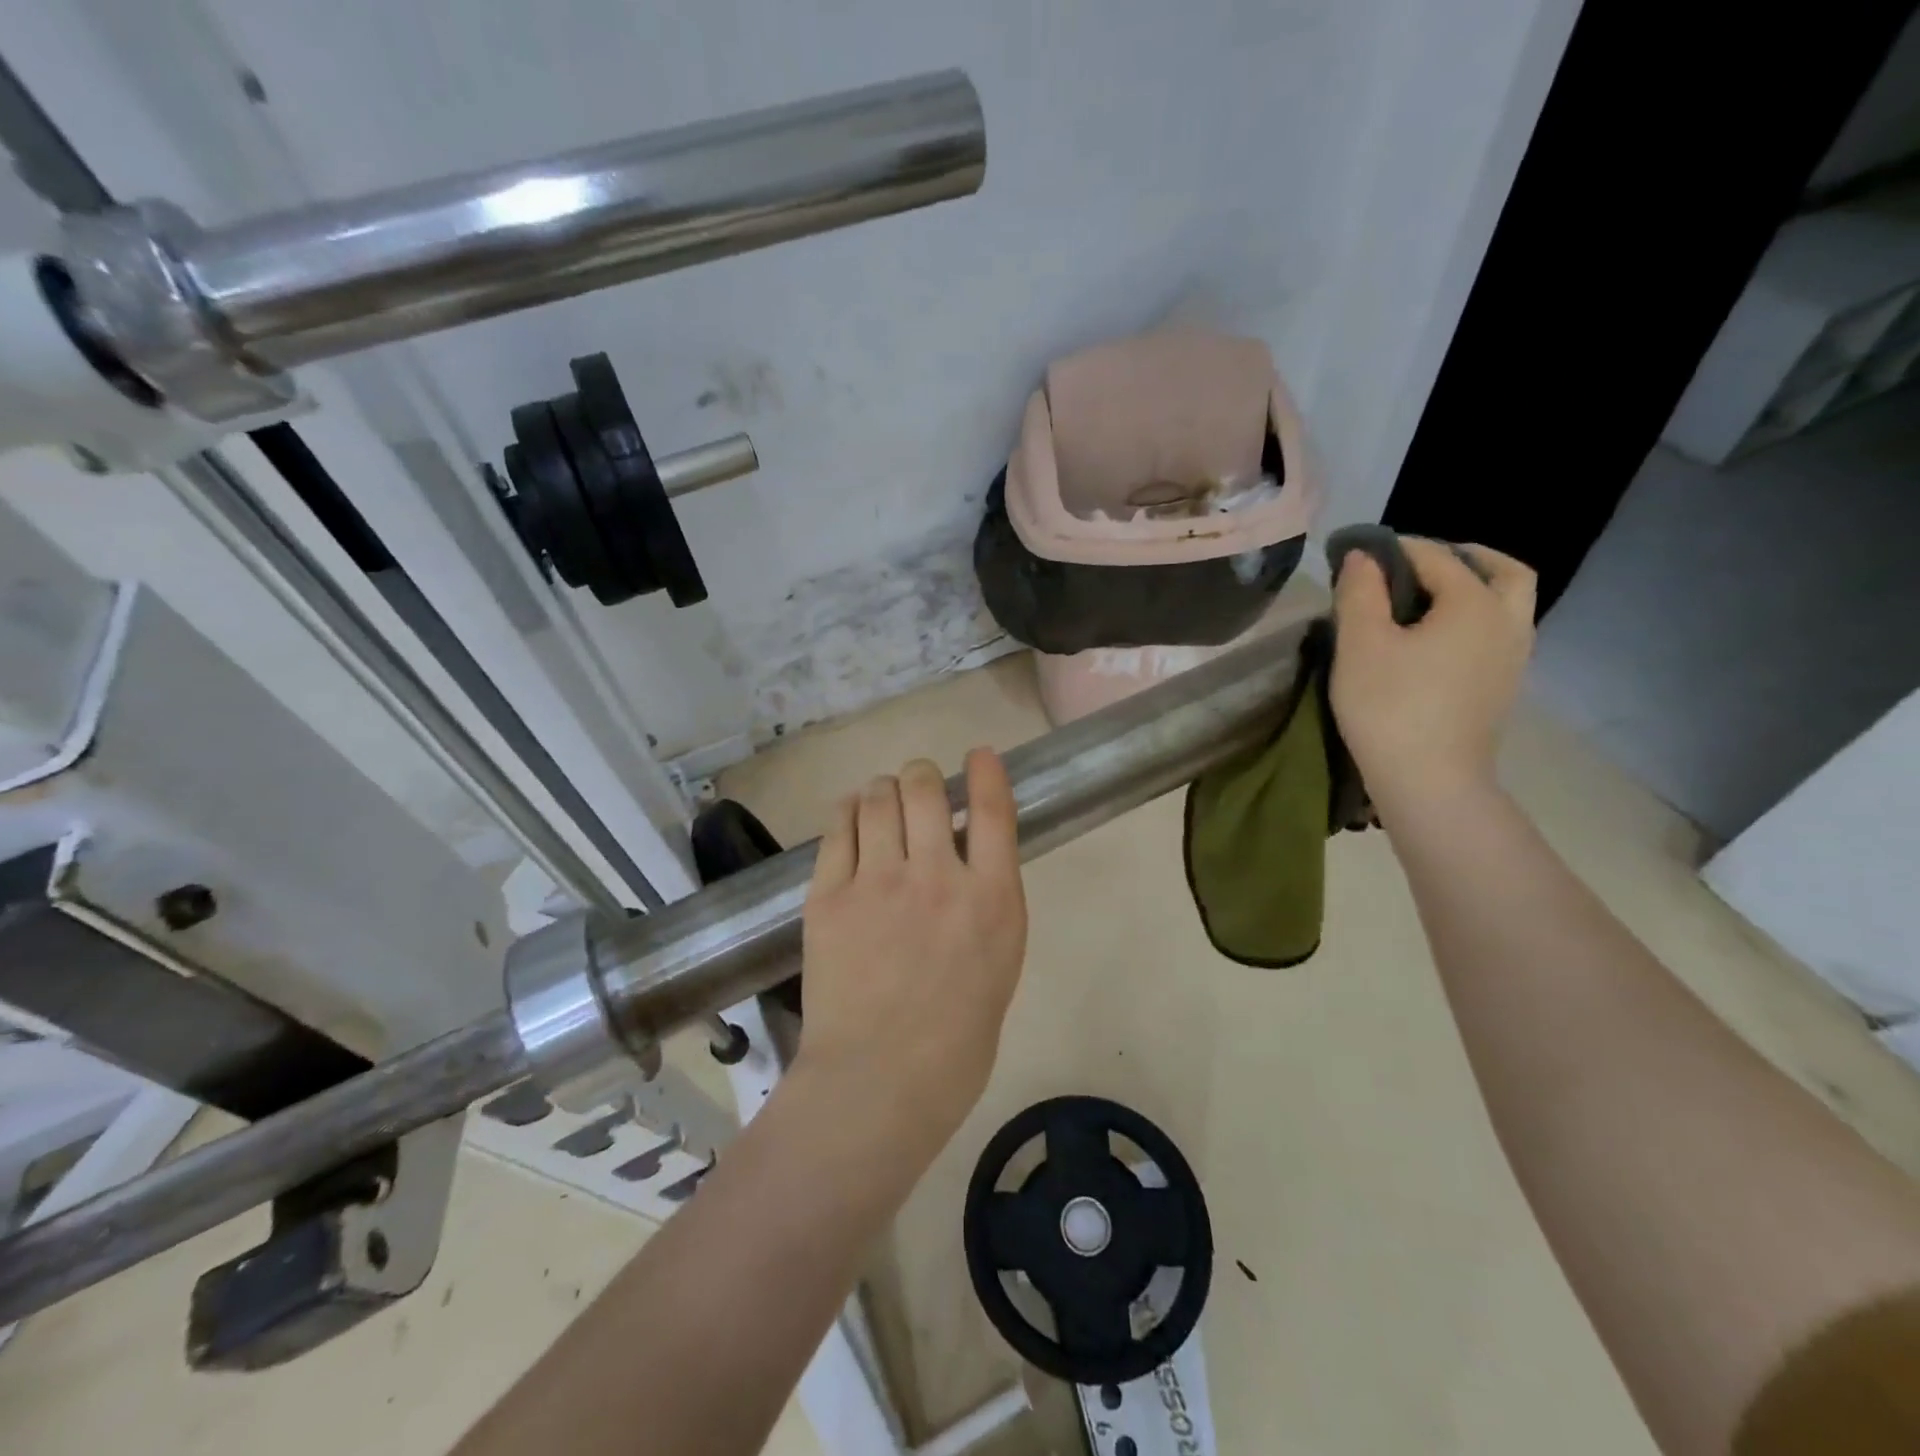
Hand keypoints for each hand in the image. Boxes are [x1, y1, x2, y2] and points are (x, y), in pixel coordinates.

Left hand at [796, 749, 1028, 1147]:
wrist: (878, 1082)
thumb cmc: (956, 1038)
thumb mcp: (999, 963)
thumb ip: (987, 900)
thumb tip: (965, 854)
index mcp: (992, 899)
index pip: (993, 808)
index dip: (985, 770)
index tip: (978, 755)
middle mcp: (937, 876)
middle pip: (924, 787)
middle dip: (922, 776)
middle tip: (918, 787)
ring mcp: (877, 882)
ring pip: (877, 797)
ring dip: (883, 789)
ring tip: (882, 800)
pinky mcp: (828, 896)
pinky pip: (837, 828)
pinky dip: (848, 811)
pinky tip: (851, 816)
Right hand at [1330, 538, 1536, 811]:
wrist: (1430, 781)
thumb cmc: (1390, 707)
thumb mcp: (1361, 645)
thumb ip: (1360, 592)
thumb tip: (1364, 556)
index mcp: (1474, 603)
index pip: (1435, 556)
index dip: (1394, 548)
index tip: (1359, 551)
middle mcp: (1507, 622)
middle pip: (1501, 571)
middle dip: (1463, 557)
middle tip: (1420, 563)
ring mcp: (1514, 657)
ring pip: (1507, 604)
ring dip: (1476, 589)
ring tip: (1427, 600)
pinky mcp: (1504, 687)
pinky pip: (1499, 634)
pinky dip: (1476, 619)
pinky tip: (1438, 639)